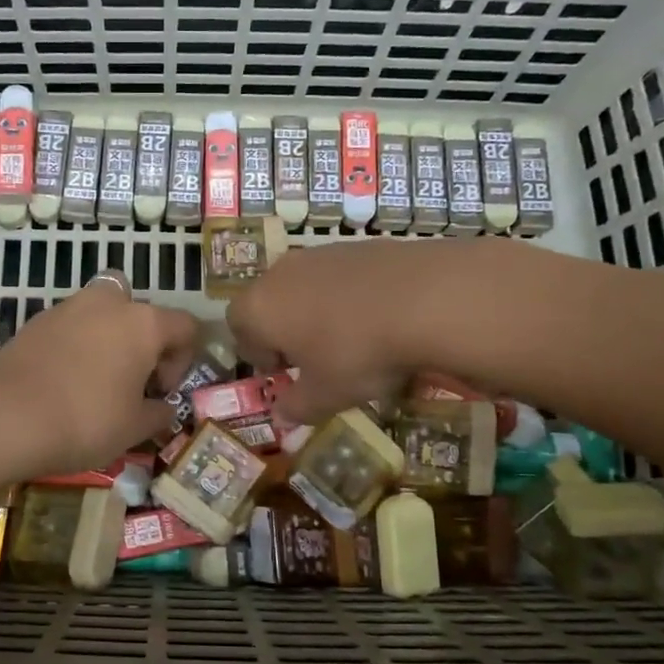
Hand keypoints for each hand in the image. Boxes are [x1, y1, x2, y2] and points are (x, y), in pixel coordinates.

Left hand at [0, 275, 199, 476]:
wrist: (5, 415)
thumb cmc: (86, 420)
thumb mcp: (134, 428)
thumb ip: (158, 414)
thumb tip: (163, 408)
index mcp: (144, 323)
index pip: (185, 327)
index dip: (183, 360)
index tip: (161, 392)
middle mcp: (109, 303)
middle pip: (140, 310)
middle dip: (142, 340)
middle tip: (132, 378)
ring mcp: (69, 307)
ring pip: (102, 314)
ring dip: (107, 340)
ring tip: (96, 382)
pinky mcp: (36, 320)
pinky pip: (71, 327)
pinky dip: (76, 346)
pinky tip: (65, 382)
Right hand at [226, 239, 463, 425]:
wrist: (426, 298)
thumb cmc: (357, 353)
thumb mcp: (326, 394)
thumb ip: (296, 407)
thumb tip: (279, 417)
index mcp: (261, 307)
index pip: (237, 325)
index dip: (256, 352)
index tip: (285, 372)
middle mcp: (282, 273)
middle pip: (270, 302)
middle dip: (286, 330)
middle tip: (315, 358)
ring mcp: (321, 253)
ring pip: (306, 286)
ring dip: (318, 312)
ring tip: (352, 339)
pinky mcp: (360, 245)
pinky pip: (341, 276)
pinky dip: (350, 296)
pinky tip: (380, 318)